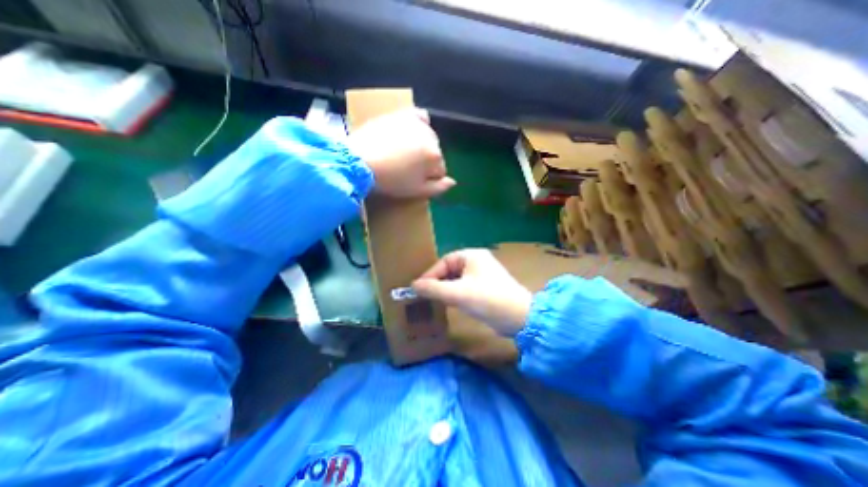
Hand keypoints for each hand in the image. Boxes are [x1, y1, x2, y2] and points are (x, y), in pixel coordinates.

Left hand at [348, 109, 457, 197]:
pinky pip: (420, 117)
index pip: (440, 170)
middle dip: (425, 162)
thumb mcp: (416, 191)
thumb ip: (438, 188)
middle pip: (435, 153)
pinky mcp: (403, 115)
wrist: (360, 161)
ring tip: (404, 153)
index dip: (429, 178)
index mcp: (435, 157)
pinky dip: (420, 124)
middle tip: (407, 168)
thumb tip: (453, 182)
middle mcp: (431, 137)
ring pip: (428, 138)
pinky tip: (412, 132)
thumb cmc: (391, 180)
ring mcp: (417, 124)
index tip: (415, 181)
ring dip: (422, 146)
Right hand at [412, 249, 532, 335]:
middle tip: (425, 294)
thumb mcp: (457, 293)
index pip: (445, 261)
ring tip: (434, 299)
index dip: (430, 274)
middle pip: (451, 269)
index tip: (418, 287)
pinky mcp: (486, 287)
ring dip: (446, 288)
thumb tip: (414, 285)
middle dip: (438, 281)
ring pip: (457, 279)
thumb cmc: (487, 299)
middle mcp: (478, 262)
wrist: (519, 317)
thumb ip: (433, 289)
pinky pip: (465, 287)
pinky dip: (456, 293)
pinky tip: (449, 303)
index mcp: (472, 256)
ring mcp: (483, 275)